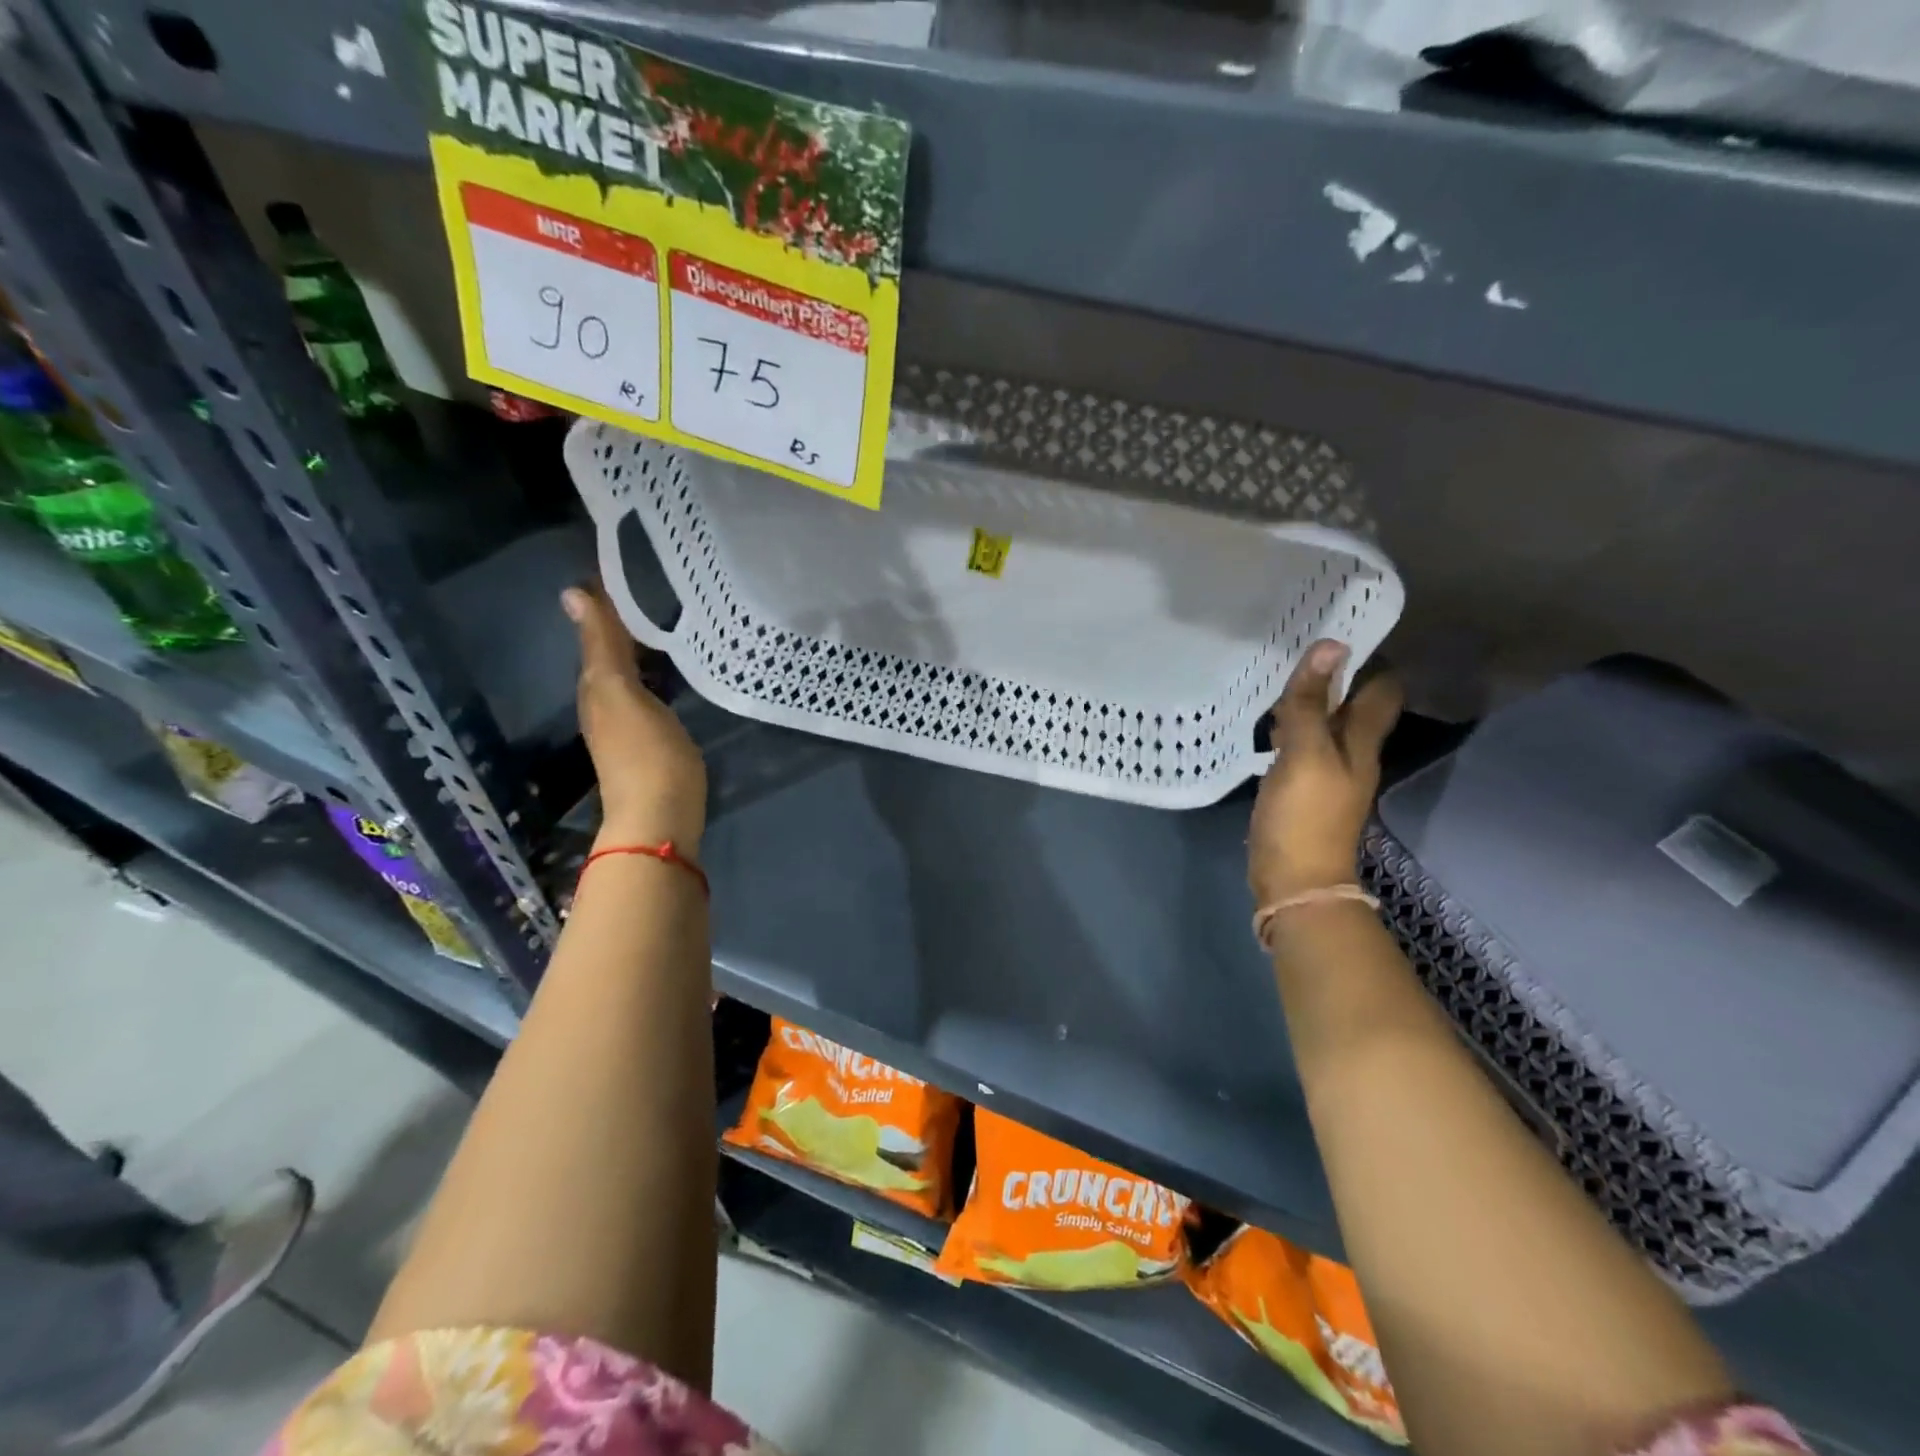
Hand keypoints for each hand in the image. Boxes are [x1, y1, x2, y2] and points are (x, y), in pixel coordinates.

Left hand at [563, 584, 707, 854]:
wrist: (662, 821)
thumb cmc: (647, 756)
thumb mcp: (623, 696)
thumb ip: (604, 648)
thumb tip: (573, 592)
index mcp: (596, 687)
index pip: (597, 632)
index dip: (607, 601)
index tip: (627, 565)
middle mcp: (605, 702)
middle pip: (610, 651)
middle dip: (625, 619)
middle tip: (653, 583)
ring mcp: (628, 723)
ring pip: (628, 671)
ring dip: (641, 645)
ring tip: (667, 616)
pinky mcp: (652, 739)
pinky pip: (648, 690)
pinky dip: (655, 670)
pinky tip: (673, 667)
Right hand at [1248, 640, 1402, 904]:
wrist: (1294, 881)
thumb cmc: (1304, 816)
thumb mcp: (1304, 754)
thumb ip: (1312, 703)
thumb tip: (1330, 646)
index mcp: (1362, 743)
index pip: (1382, 689)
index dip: (1369, 660)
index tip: (1337, 631)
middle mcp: (1352, 754)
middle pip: (1353, 705)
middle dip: (1333, 676)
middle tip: (1298, 646)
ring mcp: (1327, 773)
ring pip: (1325, 725)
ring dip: (1309, 702)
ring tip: (1278, 677)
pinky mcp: (1303, 789)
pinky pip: (1302, 747)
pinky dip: (1290, 730)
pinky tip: (1267, 725)